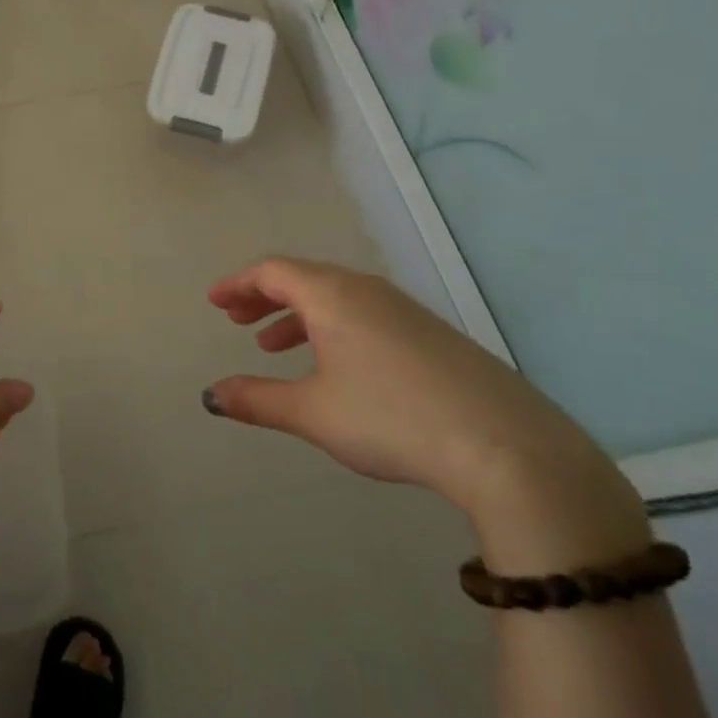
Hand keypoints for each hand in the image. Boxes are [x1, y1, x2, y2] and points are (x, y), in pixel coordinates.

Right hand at [205, 259, 645, 566]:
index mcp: (333, 296)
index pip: (273, 271)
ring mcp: (405, 310)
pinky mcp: (432, 335)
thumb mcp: (312, 412)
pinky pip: (364, 315)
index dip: (238, 284)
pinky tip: (335, 367)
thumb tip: (211, 395)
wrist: (505, 446)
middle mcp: (367, 290)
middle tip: (237, 320)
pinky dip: (332, 328)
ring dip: (298, 315)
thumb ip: (257, 399)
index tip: (215, 302)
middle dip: (264, 298)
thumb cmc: (391, 419)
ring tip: (274, 347)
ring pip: (336, 298)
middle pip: (303, 279)